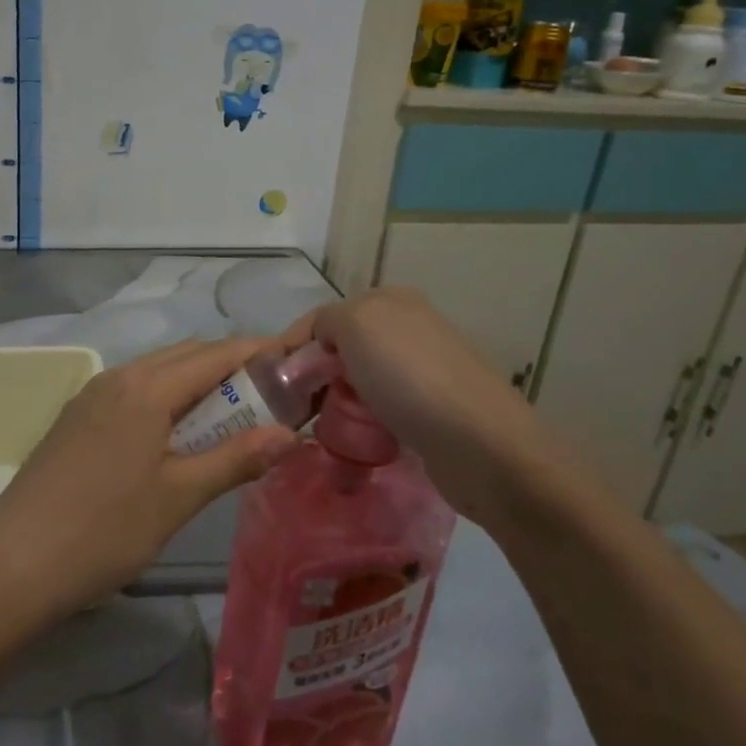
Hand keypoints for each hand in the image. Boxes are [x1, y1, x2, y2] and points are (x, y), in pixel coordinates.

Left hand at [0, 338, 298, 634]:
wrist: (14, 562)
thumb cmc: (104, 529)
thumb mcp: (178, 497)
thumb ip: (235, 459)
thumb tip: (289, 434)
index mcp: (146, 387)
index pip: (216, 354)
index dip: (259, 353)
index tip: (296, 365)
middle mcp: (117, 378)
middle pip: (186, 356)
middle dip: (231, 369)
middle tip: (270, 401)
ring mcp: (91, 397)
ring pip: (157, 374)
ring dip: (197, 387)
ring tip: (230, 422)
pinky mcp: (76, 420)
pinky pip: (133, 393)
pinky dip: (166, 401)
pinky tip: (176, 439)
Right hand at [287, 287, 558, 507]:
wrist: (479, 443)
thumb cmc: (409, 377)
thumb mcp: (355, 325)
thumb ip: (325, 322)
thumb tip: (319, 345)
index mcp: (389, 301)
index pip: (321, 319)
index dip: (290, 348)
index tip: (266, 385)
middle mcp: (407, 328)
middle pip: (339, 350)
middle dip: (311, 376)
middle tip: (288, 411)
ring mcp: (422, 370)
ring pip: (357, 381)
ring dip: (334, 402)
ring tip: (314, 431)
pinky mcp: (430, 409)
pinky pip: (379, 409)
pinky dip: (360, 422)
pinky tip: (352, 440)